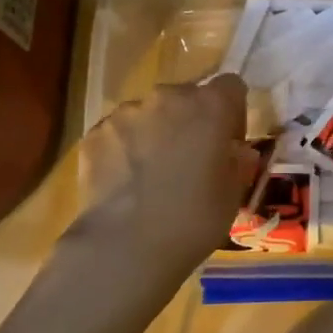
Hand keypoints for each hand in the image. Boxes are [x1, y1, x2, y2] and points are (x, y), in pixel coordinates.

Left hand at [69, 74, 259, 275]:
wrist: (125, 246)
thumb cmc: (193, 220)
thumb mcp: (232, 195)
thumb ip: (237, 163)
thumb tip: (236, 152)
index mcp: (210, 106)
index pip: (231, 86)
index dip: (232, 112)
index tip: (228, 143)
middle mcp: (168, 97)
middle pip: (187, 97)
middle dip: (192, 121)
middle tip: (190, 160)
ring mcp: (127, 112)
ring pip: (150, 113)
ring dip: (157, 132)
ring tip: (152, 175)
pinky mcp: (95, 132)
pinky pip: (120, 132)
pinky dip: (125, 148)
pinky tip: (126, 183)